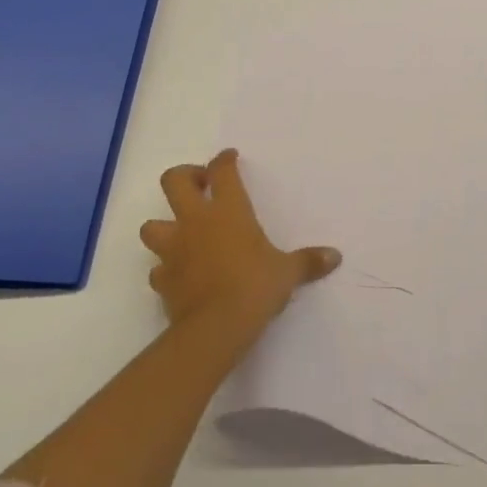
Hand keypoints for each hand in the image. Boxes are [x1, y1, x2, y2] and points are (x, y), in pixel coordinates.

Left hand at [138, 149, 340, 336]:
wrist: (215, 329)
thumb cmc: (254, 287)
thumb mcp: (287, 272)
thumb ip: (307, 262)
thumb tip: (335, 257)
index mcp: (228, 210)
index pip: (221, 171)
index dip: (224, 160)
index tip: (230, 157)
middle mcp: (195, 221)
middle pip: (173, 181)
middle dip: (184, 176)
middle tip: (201, 185)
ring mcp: (173, 250)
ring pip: (152, 225)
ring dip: (164, 225)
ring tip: (183, 233)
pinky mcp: (162, 280)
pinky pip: (158, 267)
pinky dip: (166, 267)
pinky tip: (180, 273)